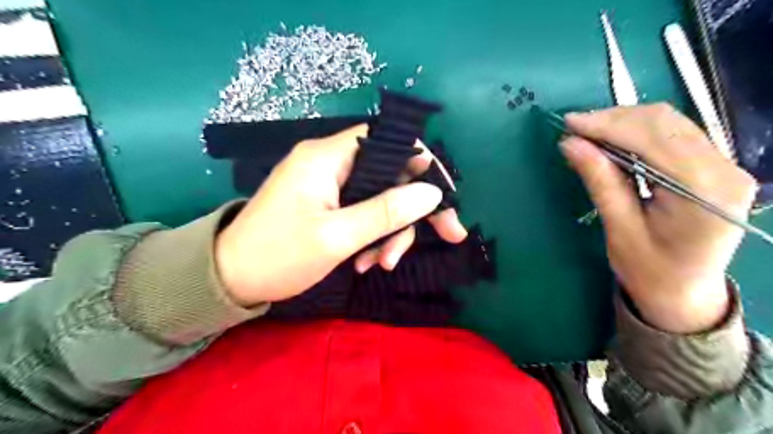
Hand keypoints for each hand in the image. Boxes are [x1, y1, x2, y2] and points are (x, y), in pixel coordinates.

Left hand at [212, 126, 464, 307]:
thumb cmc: (278, 255)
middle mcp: (330, 162)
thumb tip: (432, 193)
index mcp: (328, 157)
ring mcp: (328, 184)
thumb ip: (386, 212)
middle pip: (390, 174)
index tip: (444, 196)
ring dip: (390, 232)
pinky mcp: (326, 204)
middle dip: (414, 210)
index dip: (423, 164)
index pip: (389, 141)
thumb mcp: (337, 237)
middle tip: (446, 237)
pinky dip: (372, 236)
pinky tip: (364, 262)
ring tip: (380, 264)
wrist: (228, 279)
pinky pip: (363, 212)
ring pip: (379, 198)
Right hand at [559, 103, 759, 333]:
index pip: (652, 139)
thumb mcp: (619, 228)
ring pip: (669, 123)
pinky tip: (612, 141)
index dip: (607, 125)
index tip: (569, 123)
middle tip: (574, 129)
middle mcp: (724, 169)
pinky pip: (673, 134)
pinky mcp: (714, 166)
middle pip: (664, 123)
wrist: (684, 292)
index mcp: (704, 191)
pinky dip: (637, 132)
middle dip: (613, 120)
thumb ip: (600, 181)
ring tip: (588, 133)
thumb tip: (570, 144)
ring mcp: (724, 165)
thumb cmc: (649, 270)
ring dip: (623, 122)